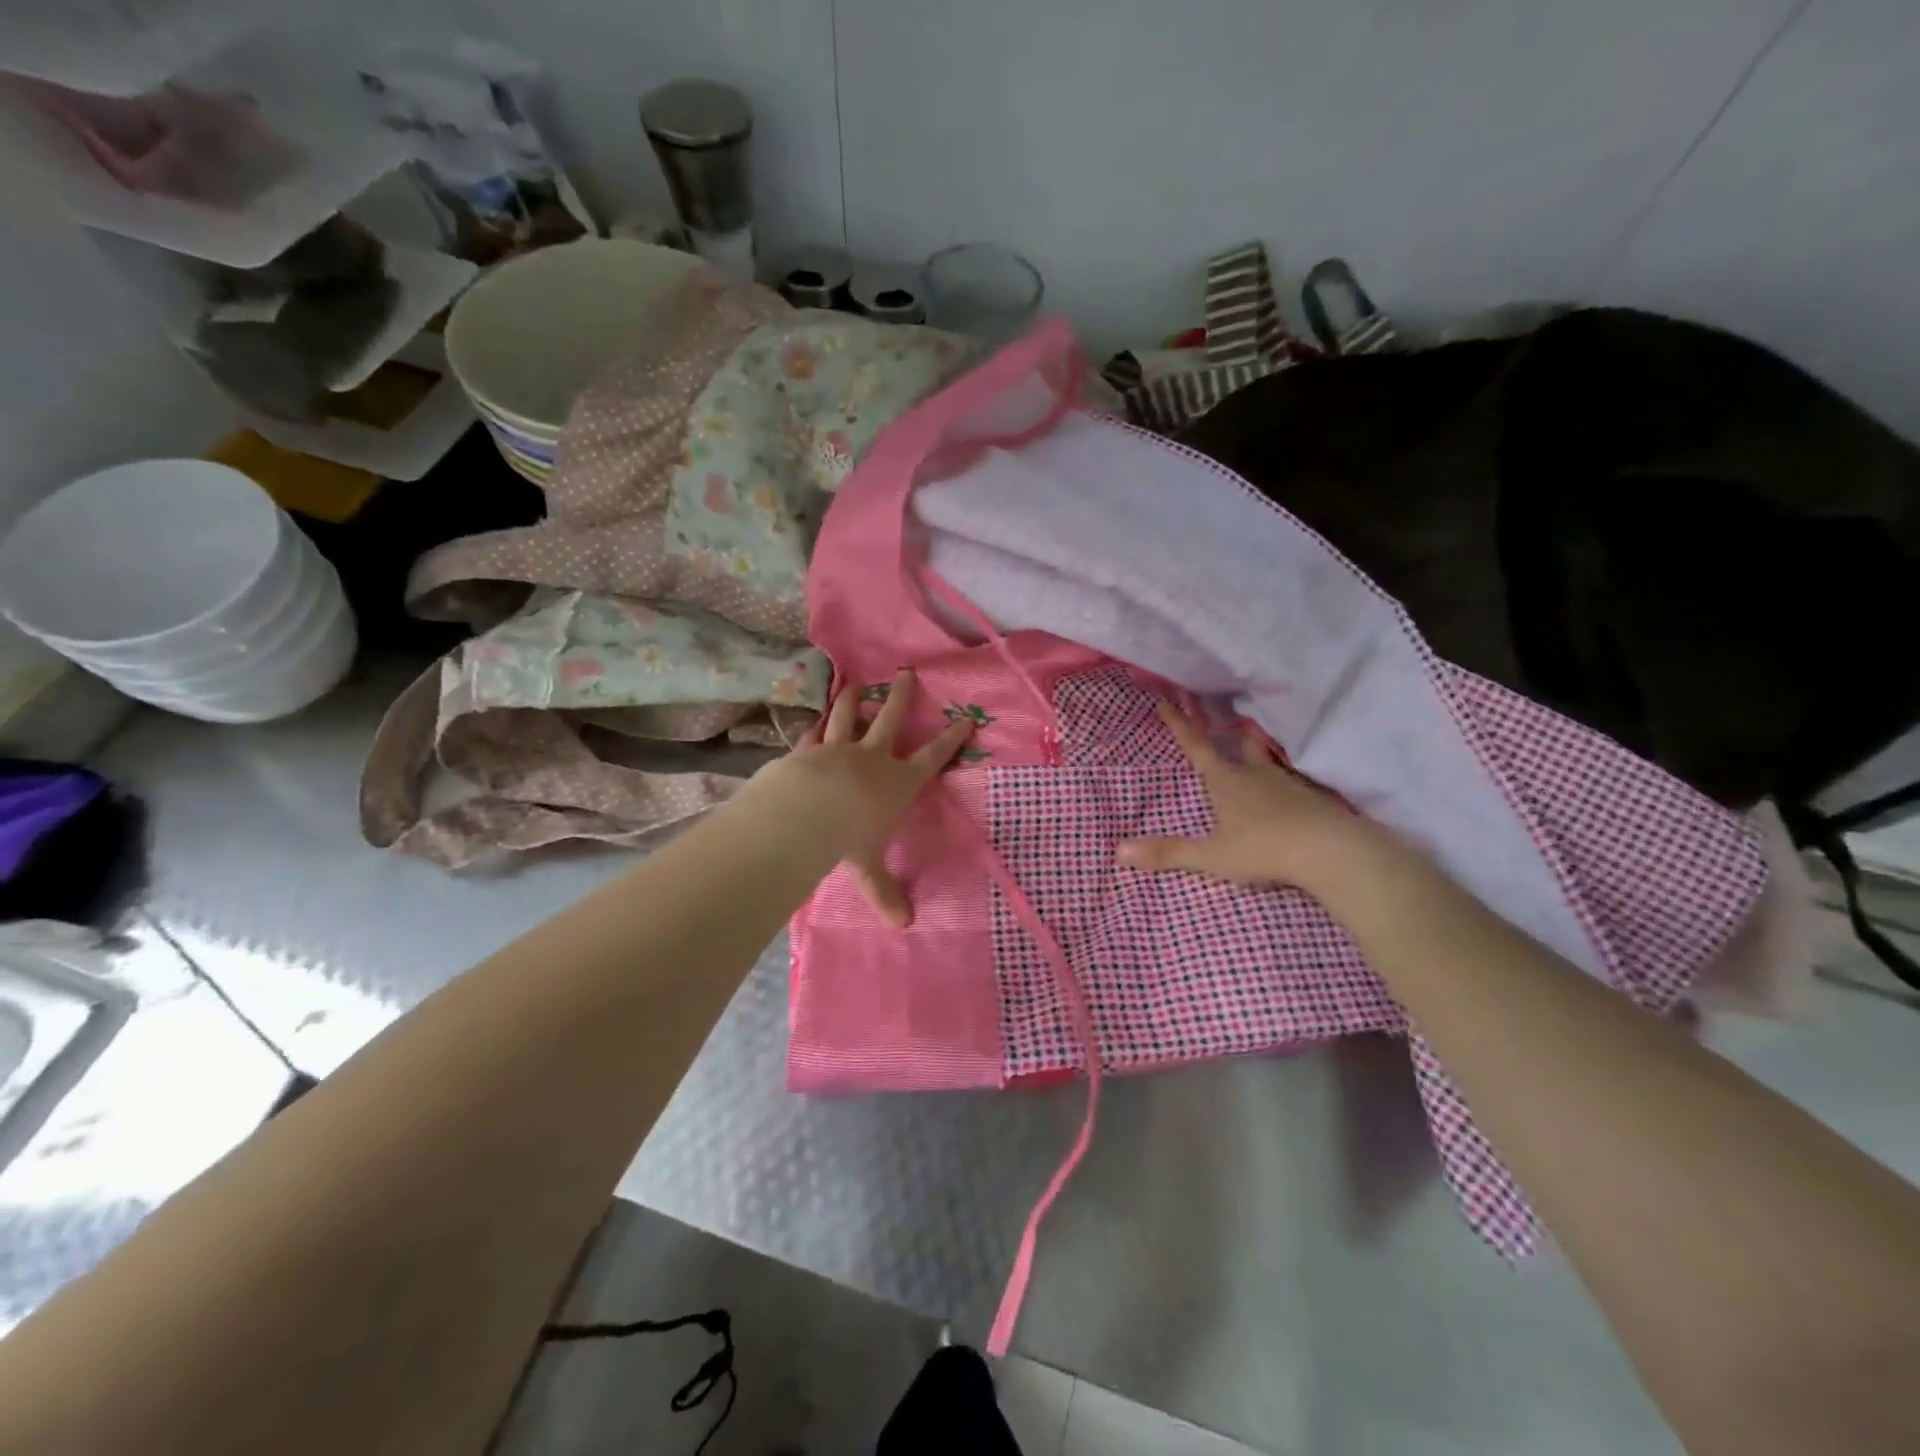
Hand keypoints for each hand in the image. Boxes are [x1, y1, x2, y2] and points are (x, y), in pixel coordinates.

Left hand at [744, 669, 972, 926]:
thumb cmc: (849, 836)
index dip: (950, 741)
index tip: (964, 721)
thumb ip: (884, 892)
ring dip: (855, 701)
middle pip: (891, 721)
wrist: (807, 811)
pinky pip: (815, 734)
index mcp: (897, 783)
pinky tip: (816, 719)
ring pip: (850, 718)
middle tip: (907, 674)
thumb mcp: (869, 867)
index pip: (931, 758)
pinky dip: (817, 726)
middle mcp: (872, 759)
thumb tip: (903, 927)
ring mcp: (839, 750)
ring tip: (857, 684)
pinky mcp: (807, 750)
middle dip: (902, 699)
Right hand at [1118, 702, 1382, 891]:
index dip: (1180, 725)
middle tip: (1224, 732)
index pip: (1197, 746)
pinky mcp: (1314, 799)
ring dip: (1258, 758)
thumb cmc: (1263, 848)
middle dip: (1229, 737)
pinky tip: (1288, 798)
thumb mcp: (1211, 856)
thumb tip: (1118, 851)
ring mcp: (1289, 784)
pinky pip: (1294, 783)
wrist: (1329, 851)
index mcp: (1226, 781)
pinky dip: (1284, 784)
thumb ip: (1168, 853)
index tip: (1166, 702)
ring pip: (1269, 762)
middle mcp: (1256, 774)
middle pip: (1241, 745)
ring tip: (1255, 762)